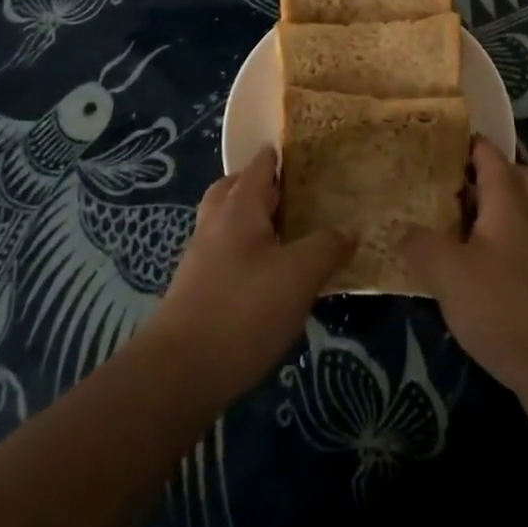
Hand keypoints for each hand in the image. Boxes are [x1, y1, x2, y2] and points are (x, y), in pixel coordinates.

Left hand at [142, 147, 352, 406]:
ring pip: (229, 223)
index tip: (311, 153)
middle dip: (263, 186)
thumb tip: (349, 230)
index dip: (282, 155)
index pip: (260, 165)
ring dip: (255, 221)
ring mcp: (202, 257)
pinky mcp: (198, 290)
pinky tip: (272, 277)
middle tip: (299, 194)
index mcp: (238, 207)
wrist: (178, 374)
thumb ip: (326, 247)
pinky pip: (228, 254)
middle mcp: (215, 223)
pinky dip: (249, 252)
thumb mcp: (298, 276)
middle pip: (236, 189)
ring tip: (291, 235)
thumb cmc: (242, 311)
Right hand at [398, 138, 527, 411]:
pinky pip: (519, 247)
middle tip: (448, 181)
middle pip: (515, 178)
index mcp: (510, 202)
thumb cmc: (504, 306)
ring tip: (451, 221)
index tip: (438, 137)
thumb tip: (401, 230)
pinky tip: (468, 267)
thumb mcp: (448, 273)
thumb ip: (420, 245)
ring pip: (519, 214)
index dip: (468, 142)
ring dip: (491, 212)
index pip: (491, 155)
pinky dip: (497, 245)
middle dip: (485, 174)